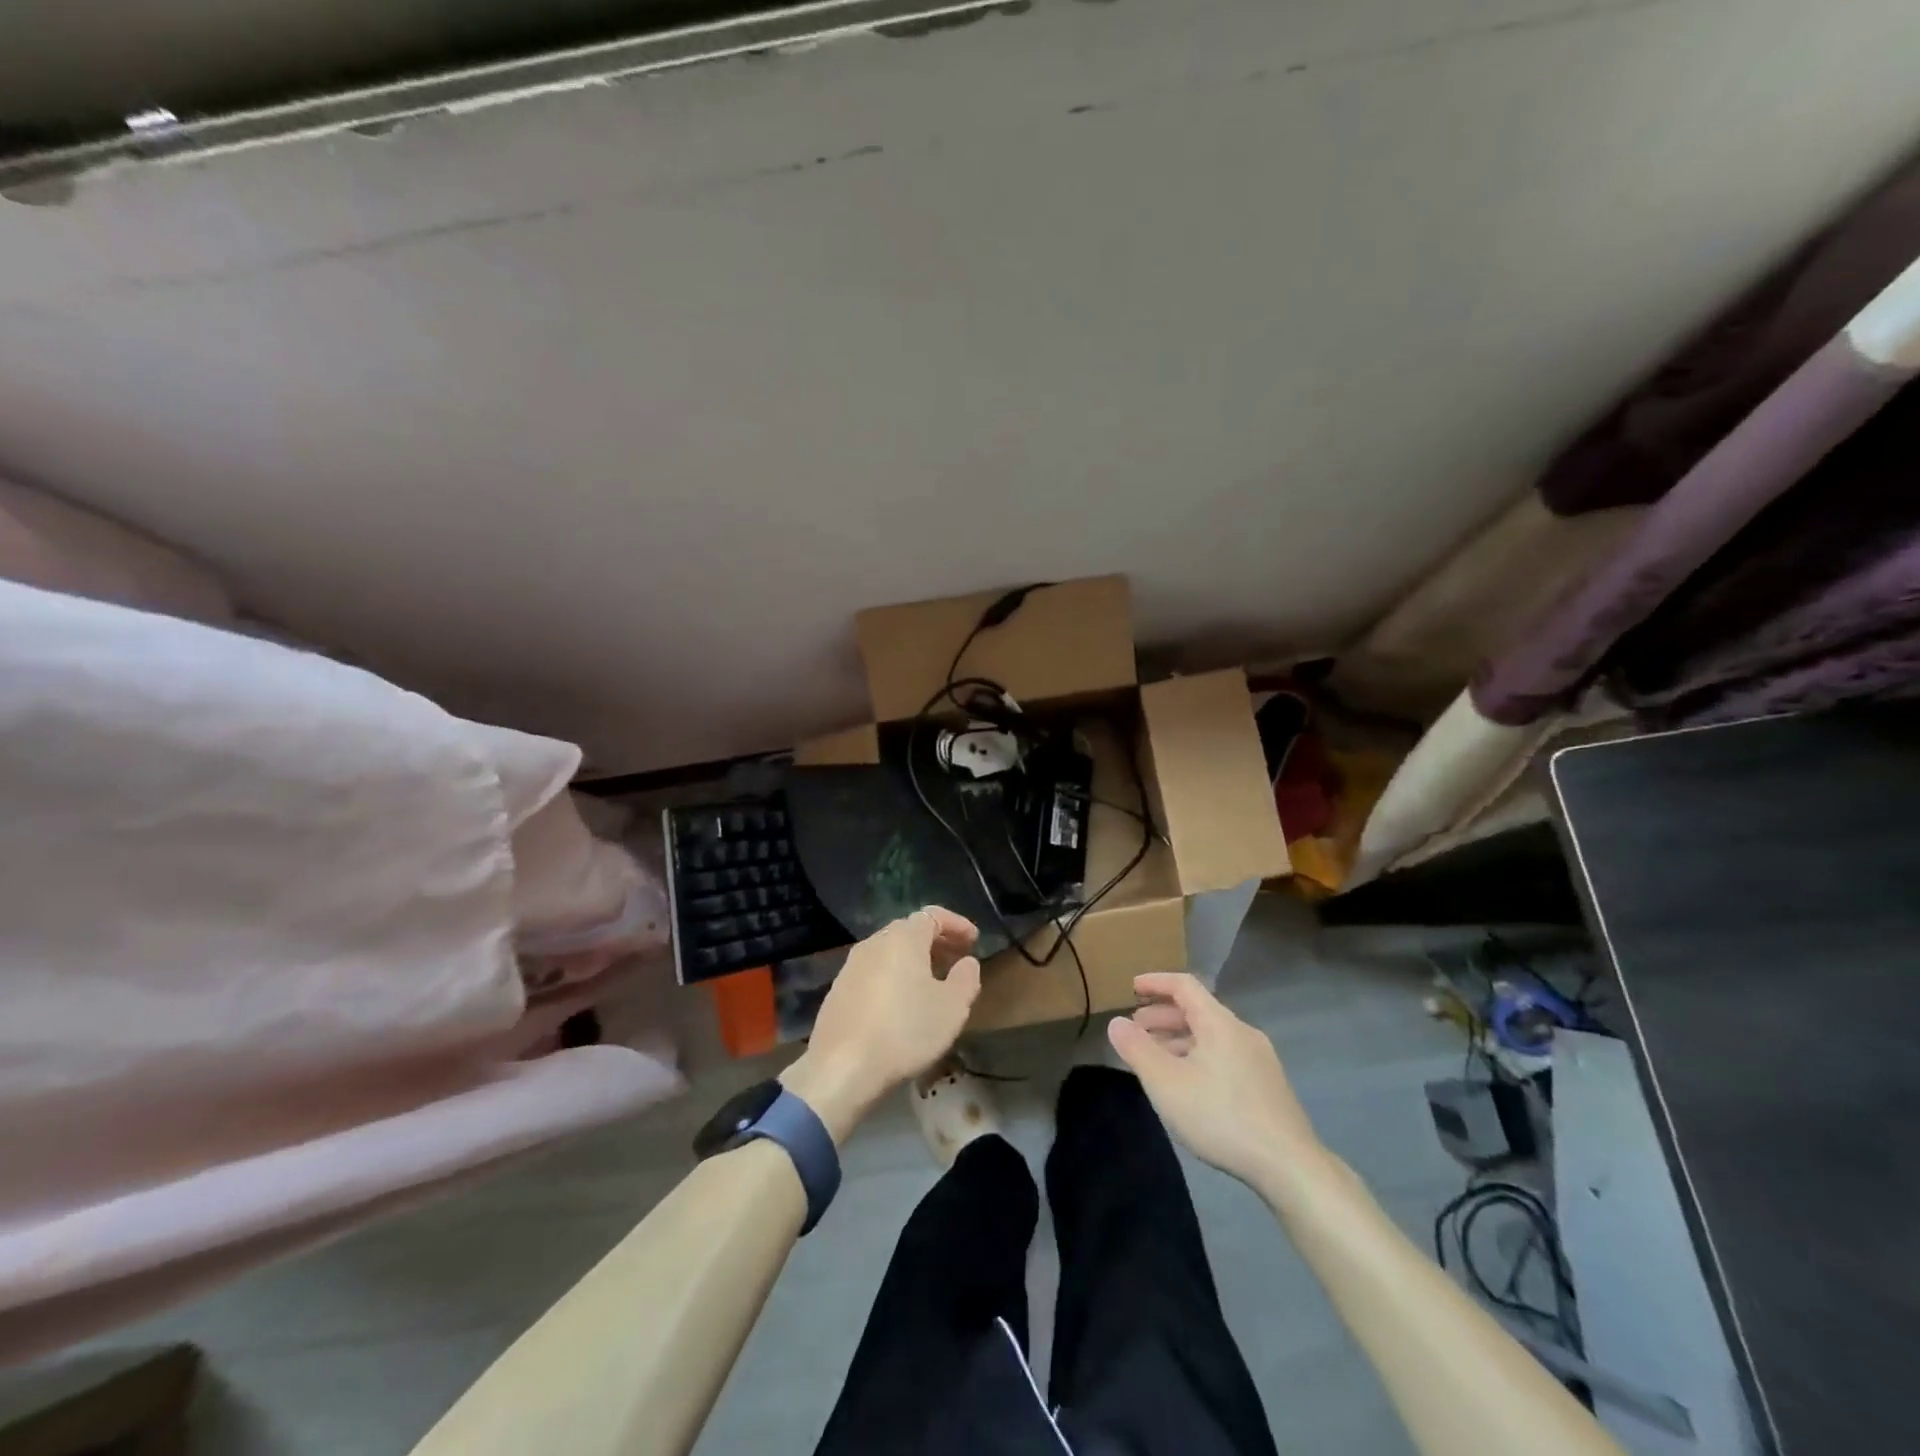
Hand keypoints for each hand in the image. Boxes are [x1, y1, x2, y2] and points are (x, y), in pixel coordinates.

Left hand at [780, 907, 982, 1142]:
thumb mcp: (952, 1008)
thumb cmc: (905, 1031)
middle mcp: (874, 943)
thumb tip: (967, 962)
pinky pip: (873, 971)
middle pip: (909, 930)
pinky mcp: (838, 991)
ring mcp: (851, 966)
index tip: (974, 940)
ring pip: (889, 951)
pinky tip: (901, 1002)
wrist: (841, 1069)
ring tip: (931, 982)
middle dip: (936, 941)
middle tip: (956, 959)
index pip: (933, 915)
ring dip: (913, 959)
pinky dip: (892, 975)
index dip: (956, 924)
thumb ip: (966, 978)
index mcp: (903, 938)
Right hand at [1108, 971, 1324, 1191]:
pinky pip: (1225, 1056)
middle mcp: (1242, 1032)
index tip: (1131, 987)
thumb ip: (1137, 1049)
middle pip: (1198, 1011)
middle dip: (1163, 1016)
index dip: (1156, 982)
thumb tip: (1116, 1022)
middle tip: (1136, 1030)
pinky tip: (1189, 1085)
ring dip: (1180, 1040)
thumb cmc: (1220, 1116)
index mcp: (1220, 1023)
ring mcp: (1260, 1059)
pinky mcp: (1268, 1085)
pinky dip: (1199, 1057)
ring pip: (1212, 1036)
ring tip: (1156, 1060)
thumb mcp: (1166, 1083)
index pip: (1184, 985)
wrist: (1289, 1165)